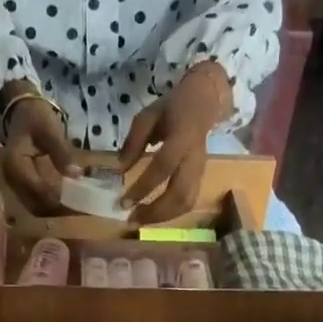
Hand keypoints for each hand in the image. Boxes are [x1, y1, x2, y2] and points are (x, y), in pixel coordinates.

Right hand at [0, 84, 78, 215]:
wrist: (21, 111)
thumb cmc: (35, 117)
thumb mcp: (50, 130)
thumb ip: (62, 153)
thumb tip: (77, 176)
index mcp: (16, 164)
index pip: (38, 191)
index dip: (60, 200)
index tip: (81, 204)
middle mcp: (12, 179)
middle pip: (36, 205)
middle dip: (59, 210)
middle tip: (83, 209)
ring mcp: (15, 184)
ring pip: (36, 207)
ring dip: (56, 211)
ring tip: (78, 207)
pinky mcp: (21, 186)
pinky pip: (36, 202)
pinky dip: (52, 205)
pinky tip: (68, 201)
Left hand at [118, 60, 232, 224]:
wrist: (204, 101)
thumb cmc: (171, 108)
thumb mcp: (147, 117)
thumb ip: (133, 143)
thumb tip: (118, 171)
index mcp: (181, 139)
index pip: (161, 169)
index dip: (142, 188)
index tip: (123, 203)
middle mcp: (193, 159)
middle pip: (179, 195)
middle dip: (154, 212)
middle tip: (132, 219)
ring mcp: (200, 171)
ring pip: (186, 203)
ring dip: (163, 217)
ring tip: (141, 220)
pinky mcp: (201, 178)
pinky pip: (188, 202)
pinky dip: (170, 213)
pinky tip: (153, 214)